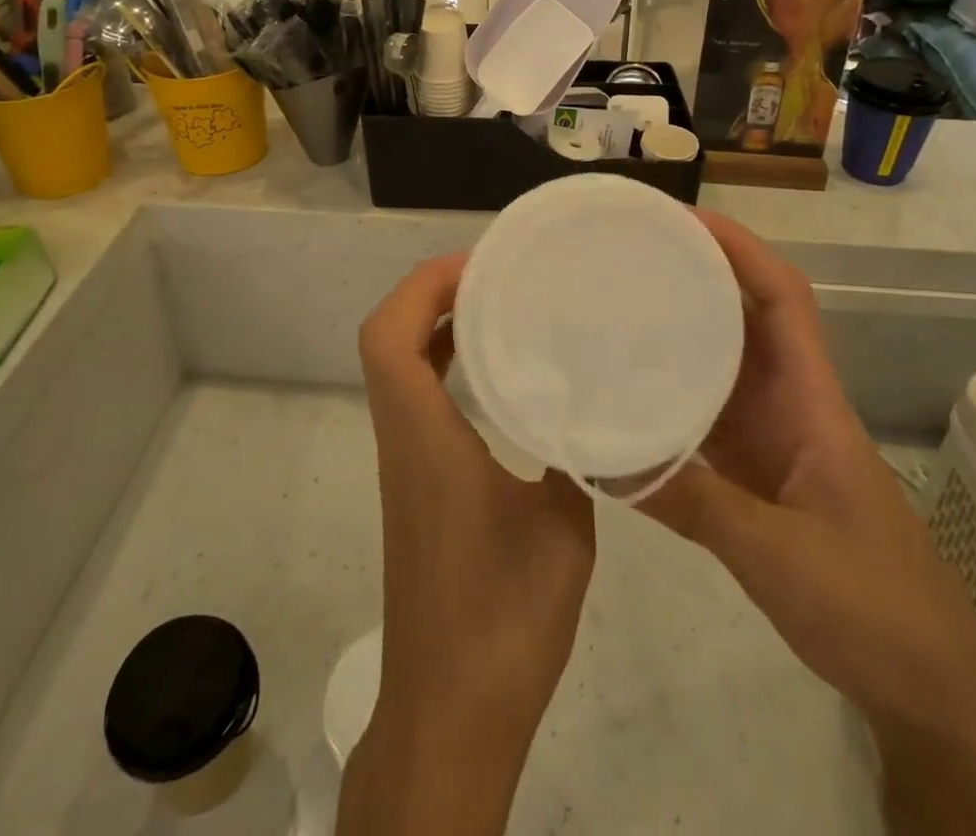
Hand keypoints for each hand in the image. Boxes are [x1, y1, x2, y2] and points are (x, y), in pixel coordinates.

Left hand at [339, 253, 595, 835]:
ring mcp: (404, 463)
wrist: (451, 711)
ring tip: (496, 307)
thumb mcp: (563, 528)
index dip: (421, 286)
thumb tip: (590, 411)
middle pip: (385, 340)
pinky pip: (415, 400)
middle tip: (493, 276)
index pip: (388, 336)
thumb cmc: (504, 617)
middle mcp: (402, 439)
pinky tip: (496, 376)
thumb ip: (574, 458)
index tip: (478, 265)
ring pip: (396, 369)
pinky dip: (442, 367)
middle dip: (429, 293)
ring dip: (433, 327)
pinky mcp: (416, 486)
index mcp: (424, 437)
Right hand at [643, 213, 975, 834]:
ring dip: (677, 328)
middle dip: (695, 274)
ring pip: (722, 361)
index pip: (782, 297)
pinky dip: (669, 393)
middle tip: (628, 253)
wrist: (926, 684)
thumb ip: (694, 504)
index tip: (681, 218)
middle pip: (744, 316)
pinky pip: (705, 414)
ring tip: (616, 304)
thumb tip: (603, 460)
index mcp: (810, 399)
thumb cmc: (874, 606)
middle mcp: (789, 402)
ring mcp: (771, 437)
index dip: (738, 248)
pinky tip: (626, 391)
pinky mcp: (754, 473)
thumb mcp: (780, 556)